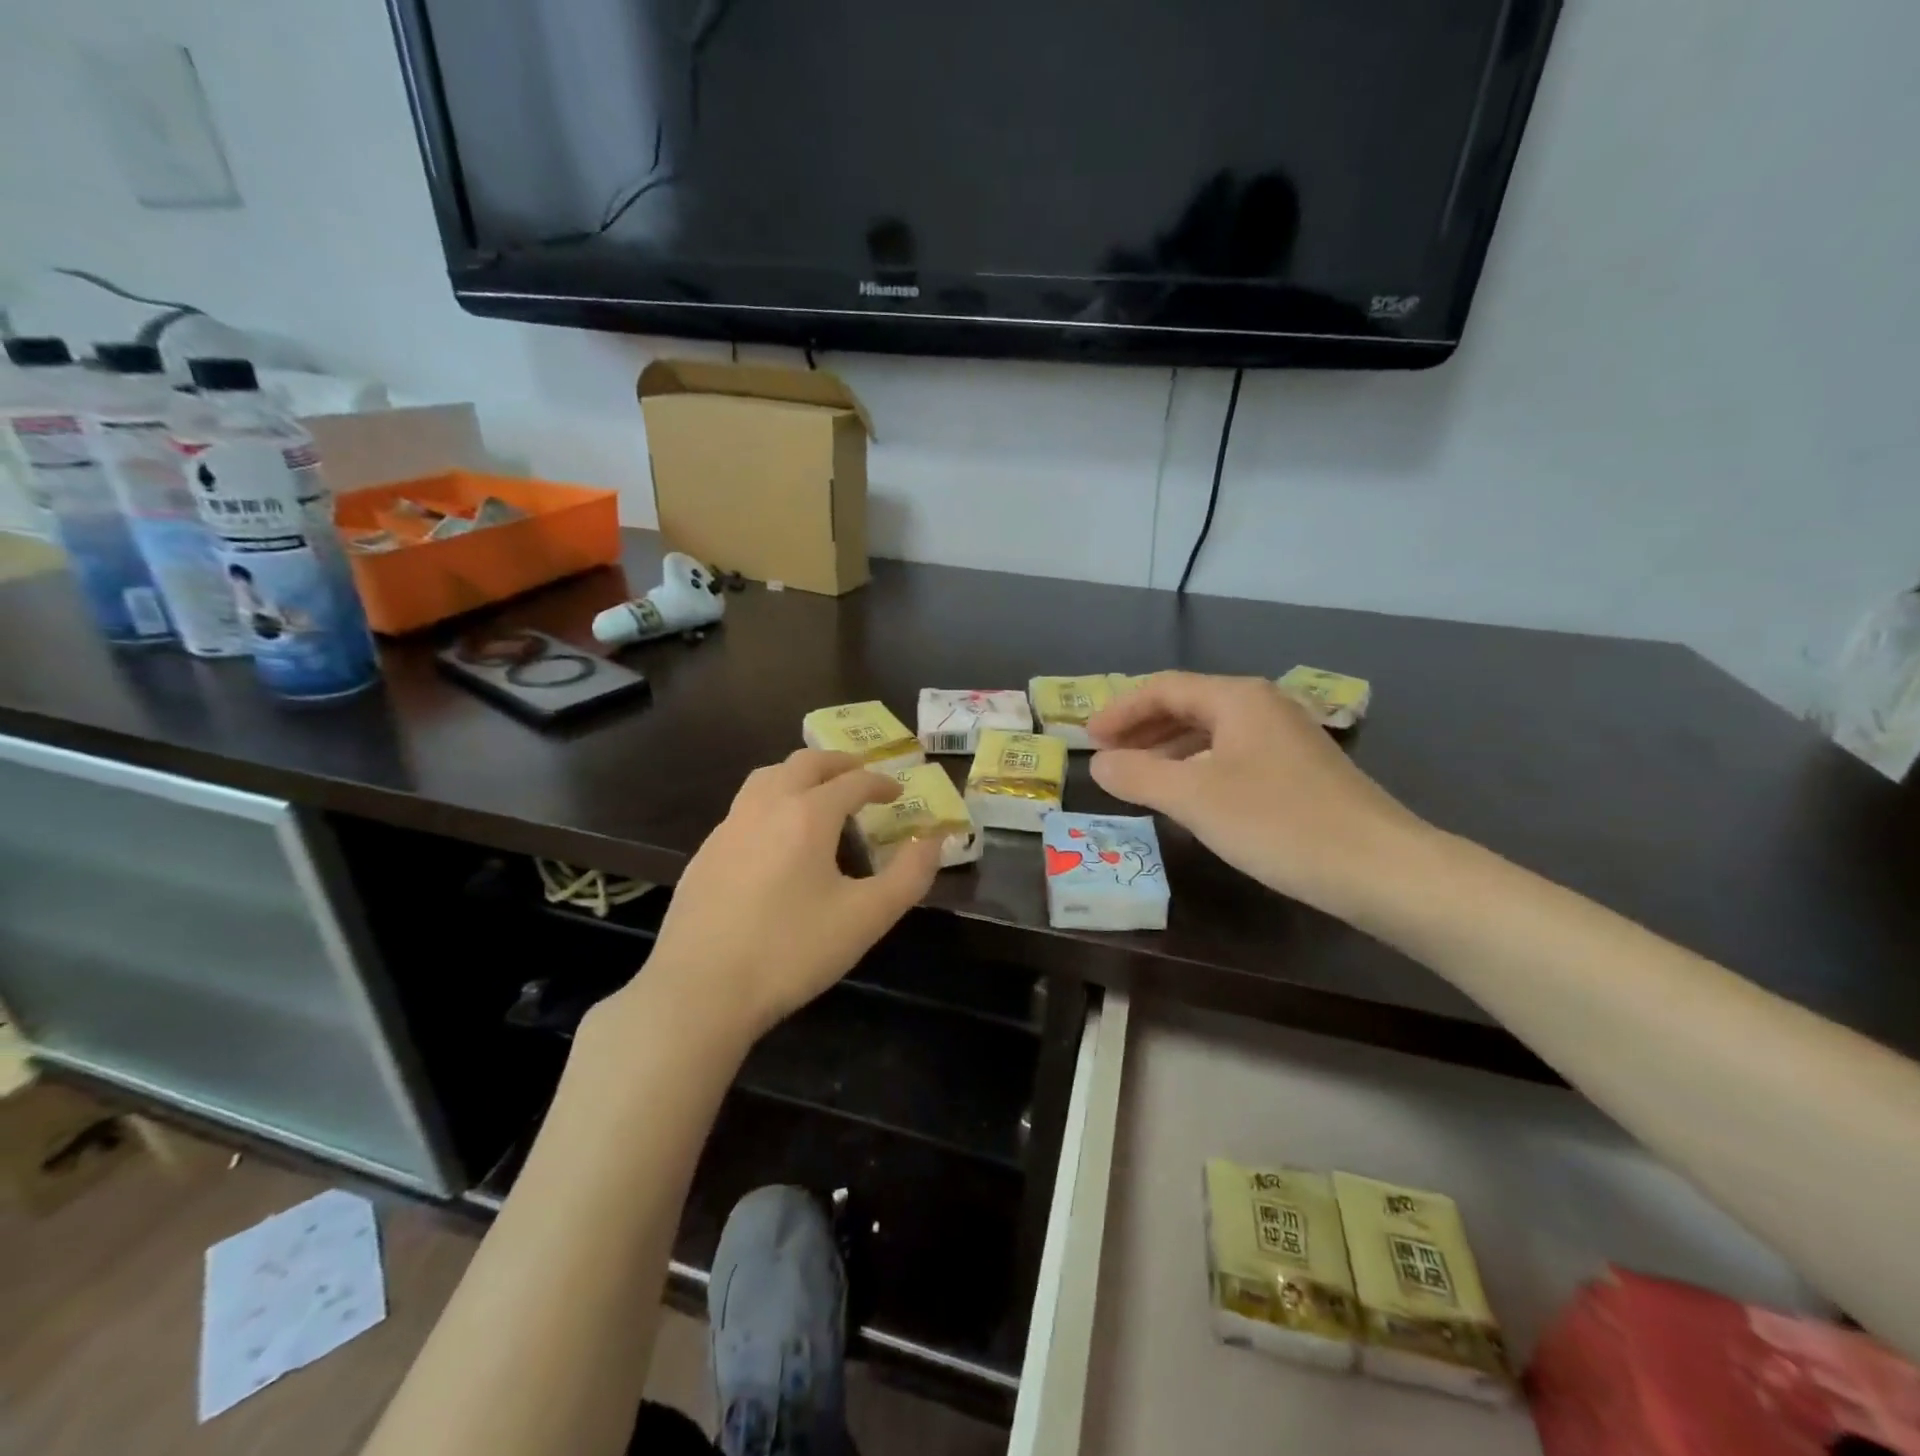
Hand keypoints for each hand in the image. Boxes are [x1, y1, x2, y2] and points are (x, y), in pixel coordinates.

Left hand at [622, 750, 943, 1044]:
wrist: (699, 990)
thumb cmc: (791, 951)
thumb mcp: (866, 918)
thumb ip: (909, 876)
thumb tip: (933, 841)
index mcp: (808, 815)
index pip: (853, 782)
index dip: (881, 783)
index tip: (898, 792)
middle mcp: (766, 807)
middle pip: (804, 763)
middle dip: (838, 763)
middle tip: (860, 775)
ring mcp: (728, 828)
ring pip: (766, 778)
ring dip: (799, 775)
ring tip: (817, 795)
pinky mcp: (704, 854)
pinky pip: (744, 808)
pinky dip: (771, 804)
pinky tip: (775, 840)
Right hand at [1086, 672, 1428, 916]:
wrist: (1380, 868)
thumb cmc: (1279, 823)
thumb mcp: (1195, 798)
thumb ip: (1139, 776)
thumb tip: (1099, 765)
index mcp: (1237, 698)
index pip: (1163, 688)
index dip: (1120, 710)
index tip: (1088, 739)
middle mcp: (1263, 706)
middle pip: (1187, 705)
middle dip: (1141, 729)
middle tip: (1106, 756)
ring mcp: (1285, 738)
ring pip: (1210, 733)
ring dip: (1167, 750)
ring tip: (1136, 777)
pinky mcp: (1298, 771)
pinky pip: (1231, 756)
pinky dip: (1197, 768)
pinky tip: (1187, 795)